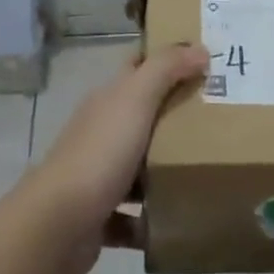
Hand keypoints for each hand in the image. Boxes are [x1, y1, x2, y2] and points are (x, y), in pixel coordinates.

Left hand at [22, 43, 209, 273]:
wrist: (58, 224)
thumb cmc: (100, 153)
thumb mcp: (136, 99)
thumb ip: (166, 69)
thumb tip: (200, 49)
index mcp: (107, 100)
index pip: (136, 68)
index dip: (165, 61)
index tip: (202, 62)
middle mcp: (100, 132)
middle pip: (140, 116)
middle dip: (173, 116)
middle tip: (216, 119)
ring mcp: (97, 175)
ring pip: (137, 166)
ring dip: (163, 170)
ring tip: (203, 171)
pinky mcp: (98, 216)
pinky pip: (131, 216)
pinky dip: (150, 220)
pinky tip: (174, 222)